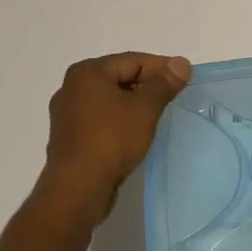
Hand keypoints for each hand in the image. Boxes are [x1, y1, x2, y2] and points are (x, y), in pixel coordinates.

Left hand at [37, 52, 191, 227]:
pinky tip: (134, 133)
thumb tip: (181, 62)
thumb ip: (164, 84)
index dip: (161, 67)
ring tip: (157, 115)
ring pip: (110, 99)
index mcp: (87, 72)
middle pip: (119, 77)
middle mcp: (72, 87)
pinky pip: (101, 119)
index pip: (133, 60)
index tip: (184, 79)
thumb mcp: (144, 109)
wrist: (77, 189)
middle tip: (173, 97)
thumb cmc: (111, 140)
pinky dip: (119, 120)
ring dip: (133, 104)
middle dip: (147, 85)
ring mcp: (67, 113)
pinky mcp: (69, 137)